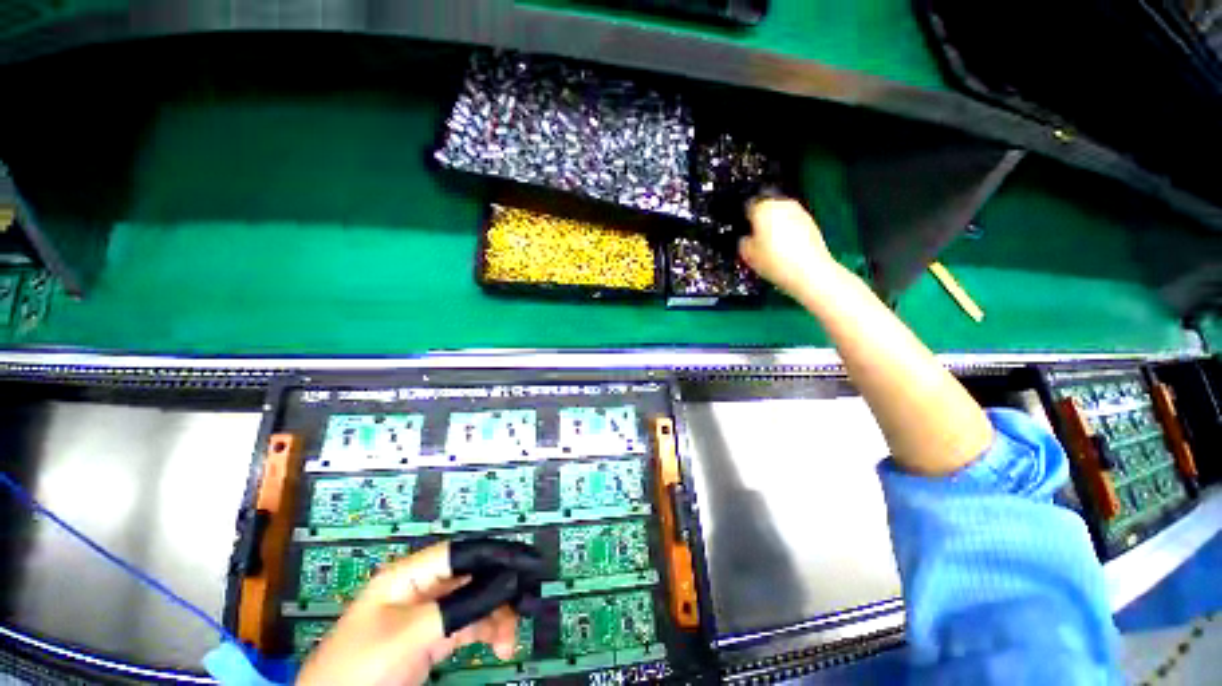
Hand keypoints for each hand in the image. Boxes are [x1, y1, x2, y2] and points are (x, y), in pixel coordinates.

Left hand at [297, 540, 543, 685]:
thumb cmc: (363, 667)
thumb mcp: (412, 635)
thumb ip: (460, 606)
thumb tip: (507, 579)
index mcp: (409, 575)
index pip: (462, 552)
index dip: (497, 553)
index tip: (528, 564)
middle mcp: (421, 588)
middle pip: (472, 577)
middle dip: (500, 591)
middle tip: (525, 607)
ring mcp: (426, 615)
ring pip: (473, 602)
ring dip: (495, 617)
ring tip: (508, 641)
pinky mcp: (429, 639)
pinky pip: (467, 626)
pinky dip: (485, 633)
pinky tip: (498, 646)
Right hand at [739, 198, 841, 298]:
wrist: (809, 271)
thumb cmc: (775, 261)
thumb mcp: (747, 255)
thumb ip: (743, 241)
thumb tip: (746, 238)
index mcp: (763, 207)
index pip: (747, 206)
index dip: (744, 221)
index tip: (743, 232)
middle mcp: (782, 204)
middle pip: (766, 208)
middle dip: (761, 221)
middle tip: (756, 240)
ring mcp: (799, 211)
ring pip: (781, 215)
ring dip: (775, 226)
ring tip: (771, 246)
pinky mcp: (811, 222)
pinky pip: (793, 223)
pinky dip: (788, 231)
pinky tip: (785, 249)